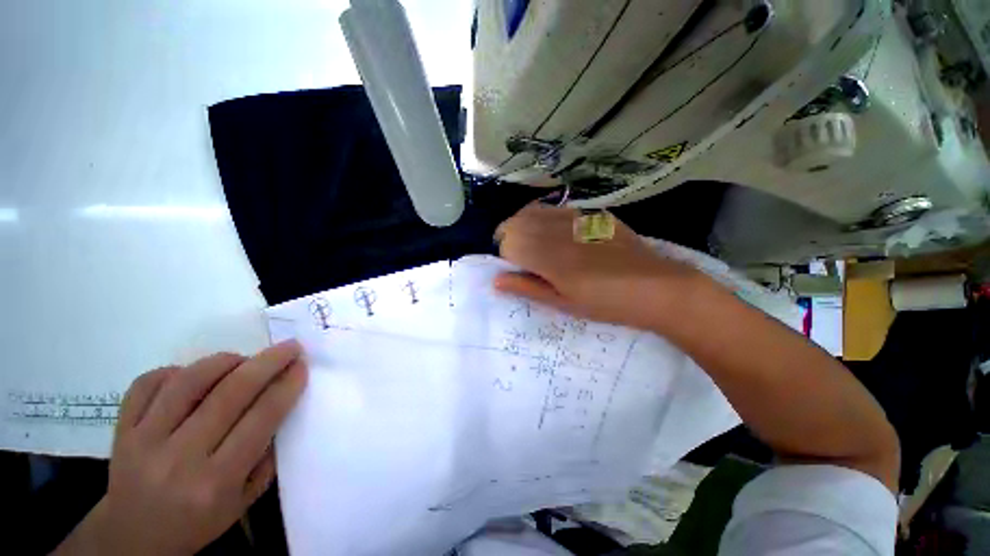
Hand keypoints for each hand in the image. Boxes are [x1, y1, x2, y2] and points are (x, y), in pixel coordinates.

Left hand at [59, 341, 306, 555]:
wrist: (134, 540)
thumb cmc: (198, 522)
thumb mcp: (244, 500)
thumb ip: (266, 454)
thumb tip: (282, 405)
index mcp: (216, 481)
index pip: (260, 419)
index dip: (286, 386)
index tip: (301, 365)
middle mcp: (179, 458)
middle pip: (229, 394)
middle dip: (267, 363)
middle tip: (288, 347)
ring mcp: (143, 441)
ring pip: (188, 382)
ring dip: (224, 361)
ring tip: (243, 359)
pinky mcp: (120, 430)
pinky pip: (147, 384)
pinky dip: (176, 370)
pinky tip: (193, 376)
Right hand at [494, 203, 702, 330]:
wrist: (658, 287)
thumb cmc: (606, 303)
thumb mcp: (564, 303)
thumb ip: (528, 288)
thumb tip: (496, 280)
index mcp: (549, 258)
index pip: (508, 243)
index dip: (505, 255)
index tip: (515, 267)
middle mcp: (558, 231)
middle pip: (516, 222)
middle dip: (510, 236)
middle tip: (521, 256)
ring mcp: (577, 218)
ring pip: (534, 210)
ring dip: (525, 225)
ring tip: (535, 243)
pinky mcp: (593, 213)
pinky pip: (557, 209)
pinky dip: (546, 218)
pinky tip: (558, 233)